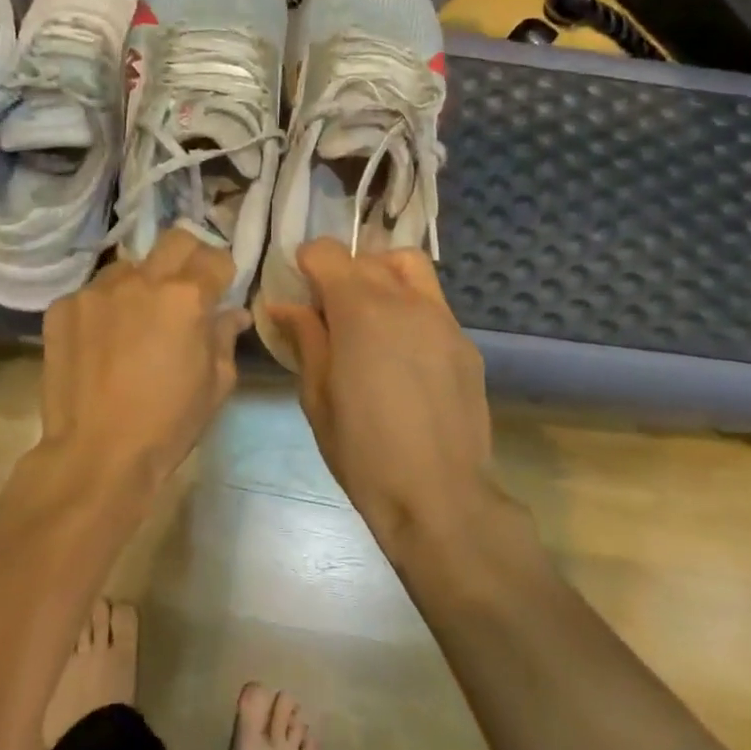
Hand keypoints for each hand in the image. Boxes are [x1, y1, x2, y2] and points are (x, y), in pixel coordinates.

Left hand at [40, 229, 249, 492]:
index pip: (216, 258)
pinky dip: (104, 307)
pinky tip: (102, 340)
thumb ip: (224, 337)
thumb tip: (232, 313)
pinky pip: (93, 292)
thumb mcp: (215, 384)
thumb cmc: (168, 424)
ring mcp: (97, 290)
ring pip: (129, 266)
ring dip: (140, 283)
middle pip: (175, 240)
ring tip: (136, 318)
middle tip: (185, 289)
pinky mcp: (63, 307)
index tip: (220, 290)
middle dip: (189, 257)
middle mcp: (142, 280)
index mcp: (186, 297)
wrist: (96, 454)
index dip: (223, 273)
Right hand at [266, 240, 494, 540]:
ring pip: (409, 267)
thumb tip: (285, 305)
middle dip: (342, 271)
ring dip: (382, 275)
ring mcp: (442, 318)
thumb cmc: (363, 451)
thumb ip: (305, 338)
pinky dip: (410, 307)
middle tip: (329, 309)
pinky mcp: (465, 343)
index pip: (328, 252)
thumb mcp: (317, 396)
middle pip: (368, 257)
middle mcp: (404, 300)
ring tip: (370, 314)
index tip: (300, 288)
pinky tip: (402, 352)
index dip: (308, 262)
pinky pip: (432, 303)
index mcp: (360, 310)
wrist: (440, 497)